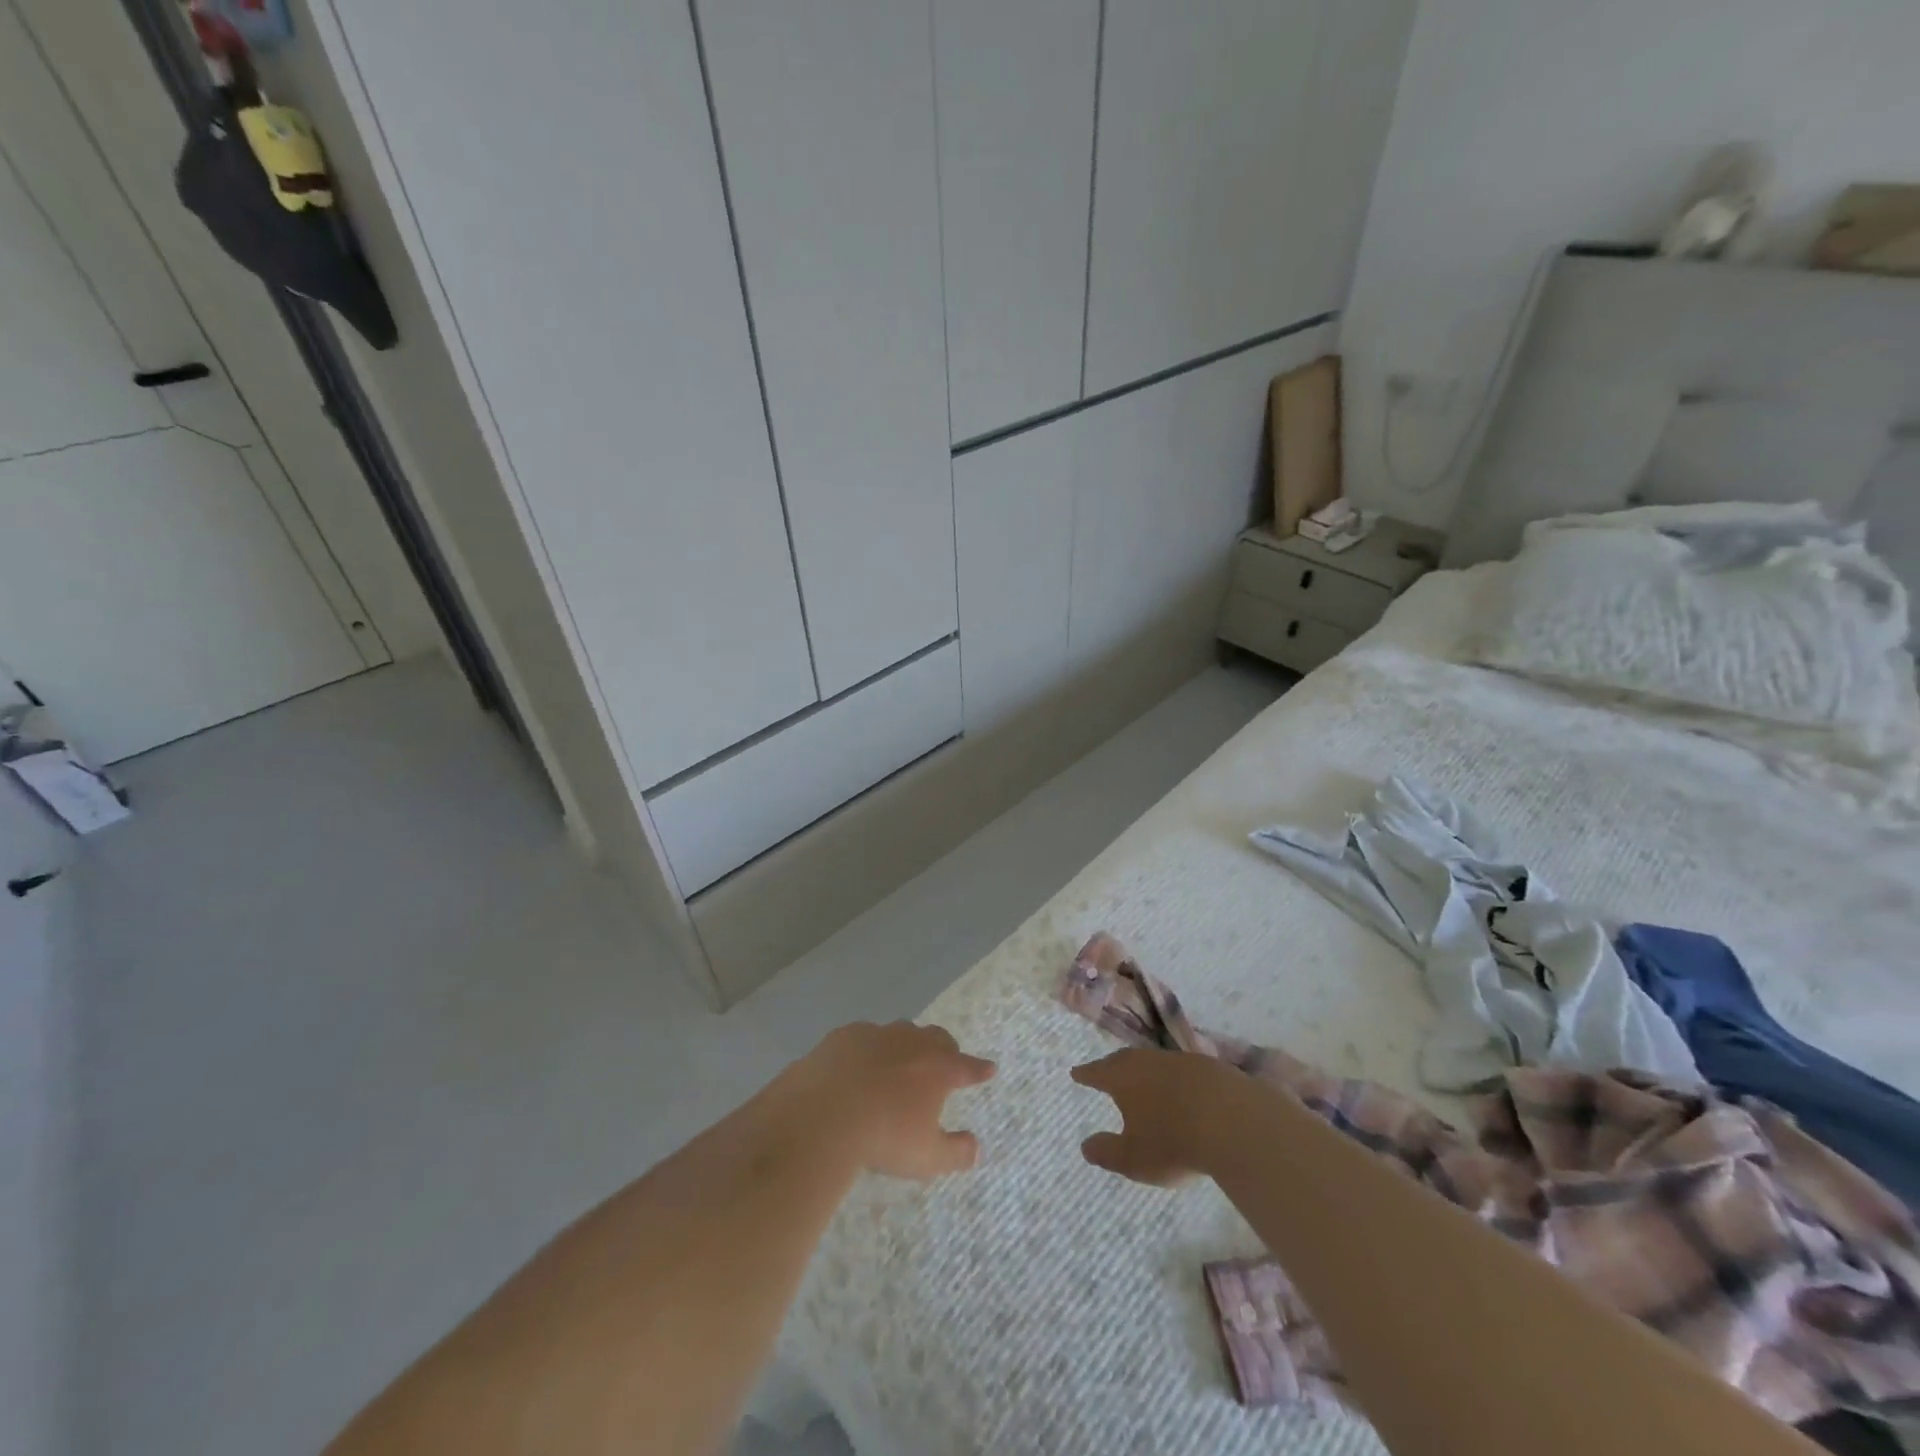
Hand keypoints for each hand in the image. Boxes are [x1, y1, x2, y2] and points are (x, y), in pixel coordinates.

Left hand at [786, 1022, 995, 1180]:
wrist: (824, 1113)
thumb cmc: (884, 1137)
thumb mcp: (927, 1158)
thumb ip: (956, 1152)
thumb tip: (976, 1147)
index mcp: (937, 1069)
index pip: (967, 1066)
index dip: (979, 1069)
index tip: (989, 1068)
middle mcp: (912, 1043)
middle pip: (936, 1038)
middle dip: (945, 1049)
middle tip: (945, 1061)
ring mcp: (877, 1034)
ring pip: (900, 1032)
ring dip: (906, 1045)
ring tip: (901, 1062)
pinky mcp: (844, 1035)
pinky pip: (864, 1037)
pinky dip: (868, 1050)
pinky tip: (858, 1065)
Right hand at [1071, 1047, 1234, 1187]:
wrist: (1233, 1120)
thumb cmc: (1173, 1141)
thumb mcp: (1134, 1159)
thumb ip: (1108, 1152)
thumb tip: (1085, 1145)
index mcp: (1123, 1078)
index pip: (1097, 1072)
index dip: (1086, 1074)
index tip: (1076, 1073)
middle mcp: (1147, 1061)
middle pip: (1124, 1060)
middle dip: (1113, 1067)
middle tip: (1105, 1071)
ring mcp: (1180, 1061)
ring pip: (1154, 1061)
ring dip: (1146, 1071)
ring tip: (1143, 1081)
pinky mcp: (1209, 1067)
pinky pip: (1182, 1070)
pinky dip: (1175, 1079)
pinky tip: (1182, 1090)